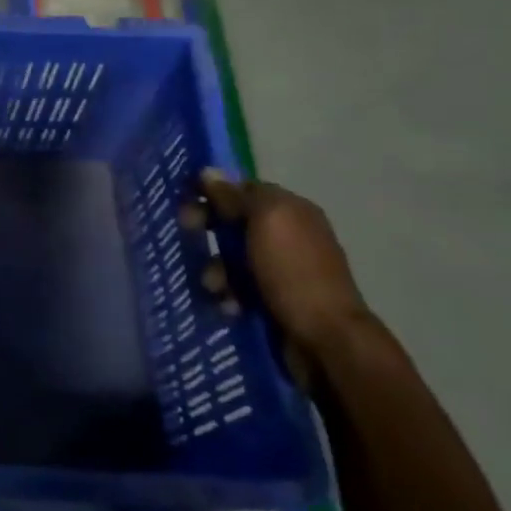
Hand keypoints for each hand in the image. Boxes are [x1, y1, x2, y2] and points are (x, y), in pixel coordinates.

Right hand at [196, 170, 374, 378]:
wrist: (324, 338)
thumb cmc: (294, 272)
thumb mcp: (266, 222)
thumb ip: (236, 196)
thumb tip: (209, 172)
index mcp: (291, 210)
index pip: (244, 189)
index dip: (214, 192)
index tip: (186, 201)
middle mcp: (287, 235)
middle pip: (234, 222)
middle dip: (209, 229)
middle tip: (187, 233)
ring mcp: (280, 269)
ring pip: (231, 258)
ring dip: (216, 269)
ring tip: (216, 287)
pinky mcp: (271, 299)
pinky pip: (237, 287)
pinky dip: (228, 294)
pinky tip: (229, 305)